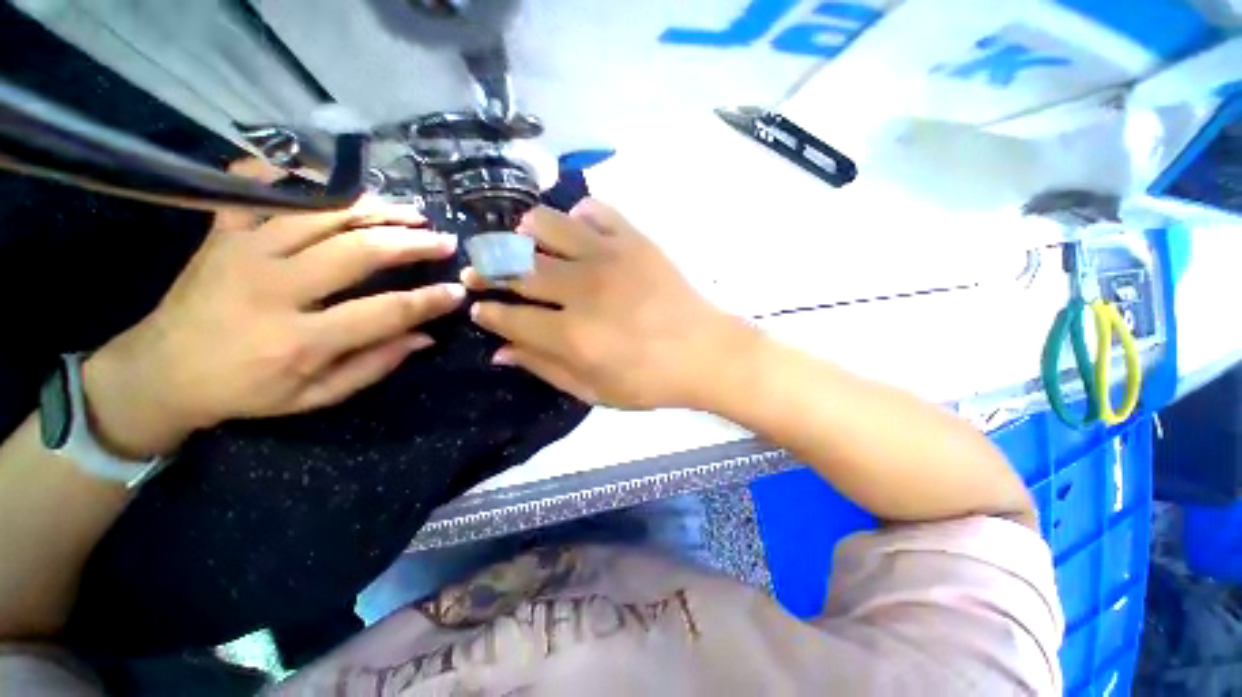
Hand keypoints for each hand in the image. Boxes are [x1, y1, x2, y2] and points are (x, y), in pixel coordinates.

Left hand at [84, 195, 463, 458]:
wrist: (160, 372)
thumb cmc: (245, 392)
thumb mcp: (315, 397)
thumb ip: (374, 366)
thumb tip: (424, 336)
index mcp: (299, 341)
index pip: (384, 312)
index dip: (429, 301)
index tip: (458, 291)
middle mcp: (272, 289)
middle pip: (357, 252)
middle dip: (411, 243)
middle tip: (443, 240)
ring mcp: (242, 253)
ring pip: (321, 215)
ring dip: (375, 210)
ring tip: (411, 211)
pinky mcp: (222, 234)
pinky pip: (258, 189)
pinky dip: (295, 176)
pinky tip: (332, 179)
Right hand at [465, 199, 753, 409]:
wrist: (705, 353)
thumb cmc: (650, 381)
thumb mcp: (594, 391)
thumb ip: (545, 369)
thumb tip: (501, 351)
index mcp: (570, 336)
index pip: (509, 317)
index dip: (487, 312)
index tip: (480, 308)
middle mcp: (581, 290)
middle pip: (517, 269)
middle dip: (488, 269)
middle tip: (481, 270)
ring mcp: (608, 258)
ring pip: (545, 226)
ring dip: (524, 233)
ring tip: (524, 244)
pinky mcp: (634, 240)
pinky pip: (595, 210)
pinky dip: (577, 216)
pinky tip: (576, 230)